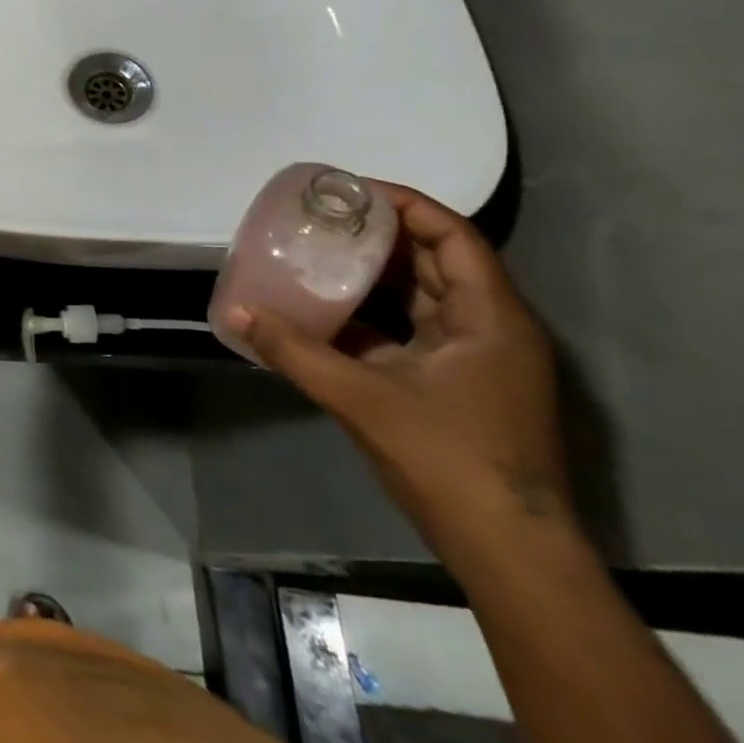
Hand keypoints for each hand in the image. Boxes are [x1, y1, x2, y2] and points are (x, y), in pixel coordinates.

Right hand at [226, 183, 576, 564]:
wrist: (507, 552)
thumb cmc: (448, 460)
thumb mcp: (362, 398)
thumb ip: (294, 351)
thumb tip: (235, 311)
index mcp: (490, 318)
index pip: (453, 237)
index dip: (406, 205)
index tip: (350, 190)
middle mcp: (491, 330)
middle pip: (437, 262)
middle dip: (382, 236)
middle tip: (323, 218)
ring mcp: (475, 362)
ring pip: (423, 299)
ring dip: (375, 277)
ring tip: (318, 254)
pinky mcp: (456, 388)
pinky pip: (411, 333)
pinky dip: (373, 317)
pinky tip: (326, 313)